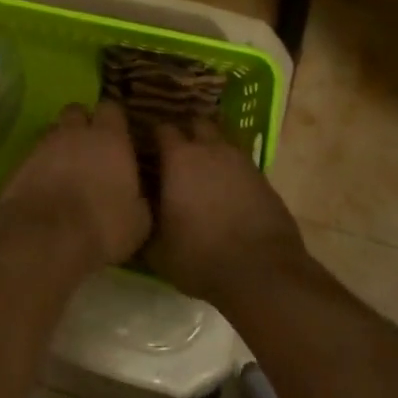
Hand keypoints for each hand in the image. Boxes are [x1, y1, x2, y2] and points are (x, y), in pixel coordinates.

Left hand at [0, 101, 151, 271]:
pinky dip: (40, 164)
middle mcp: (75, 133)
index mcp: (110, 139)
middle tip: (89, 147)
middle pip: (76, 111)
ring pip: (53, 131)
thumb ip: (138, 197)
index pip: (112, 108)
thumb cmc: (102, 227)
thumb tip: (136, 196)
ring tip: (65, 167)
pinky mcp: (20, 162)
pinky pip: (34, 153)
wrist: (45, 237)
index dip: (113, 120)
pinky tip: (44, 184)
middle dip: (82, 123)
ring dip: (60, 143)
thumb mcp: (138, 221)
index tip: (118, 134)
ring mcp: (44, 144)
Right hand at [146, 118, 309, 302]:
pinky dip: (231, 172)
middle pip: (197, 124)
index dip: (152, 134)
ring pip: (223, 142)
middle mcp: (211, 150)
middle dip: (186, 133)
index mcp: (179, 158)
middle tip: (174, 154)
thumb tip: (132, 213)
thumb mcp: (156, 248)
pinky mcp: (264, 180)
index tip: (143, 146)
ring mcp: (242, 162)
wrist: (263, 273)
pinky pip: (241, 165)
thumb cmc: (200, 256)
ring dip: (211, 151)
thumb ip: (143, 222)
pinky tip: (225, 193)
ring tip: (201, 173)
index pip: (161, 128)